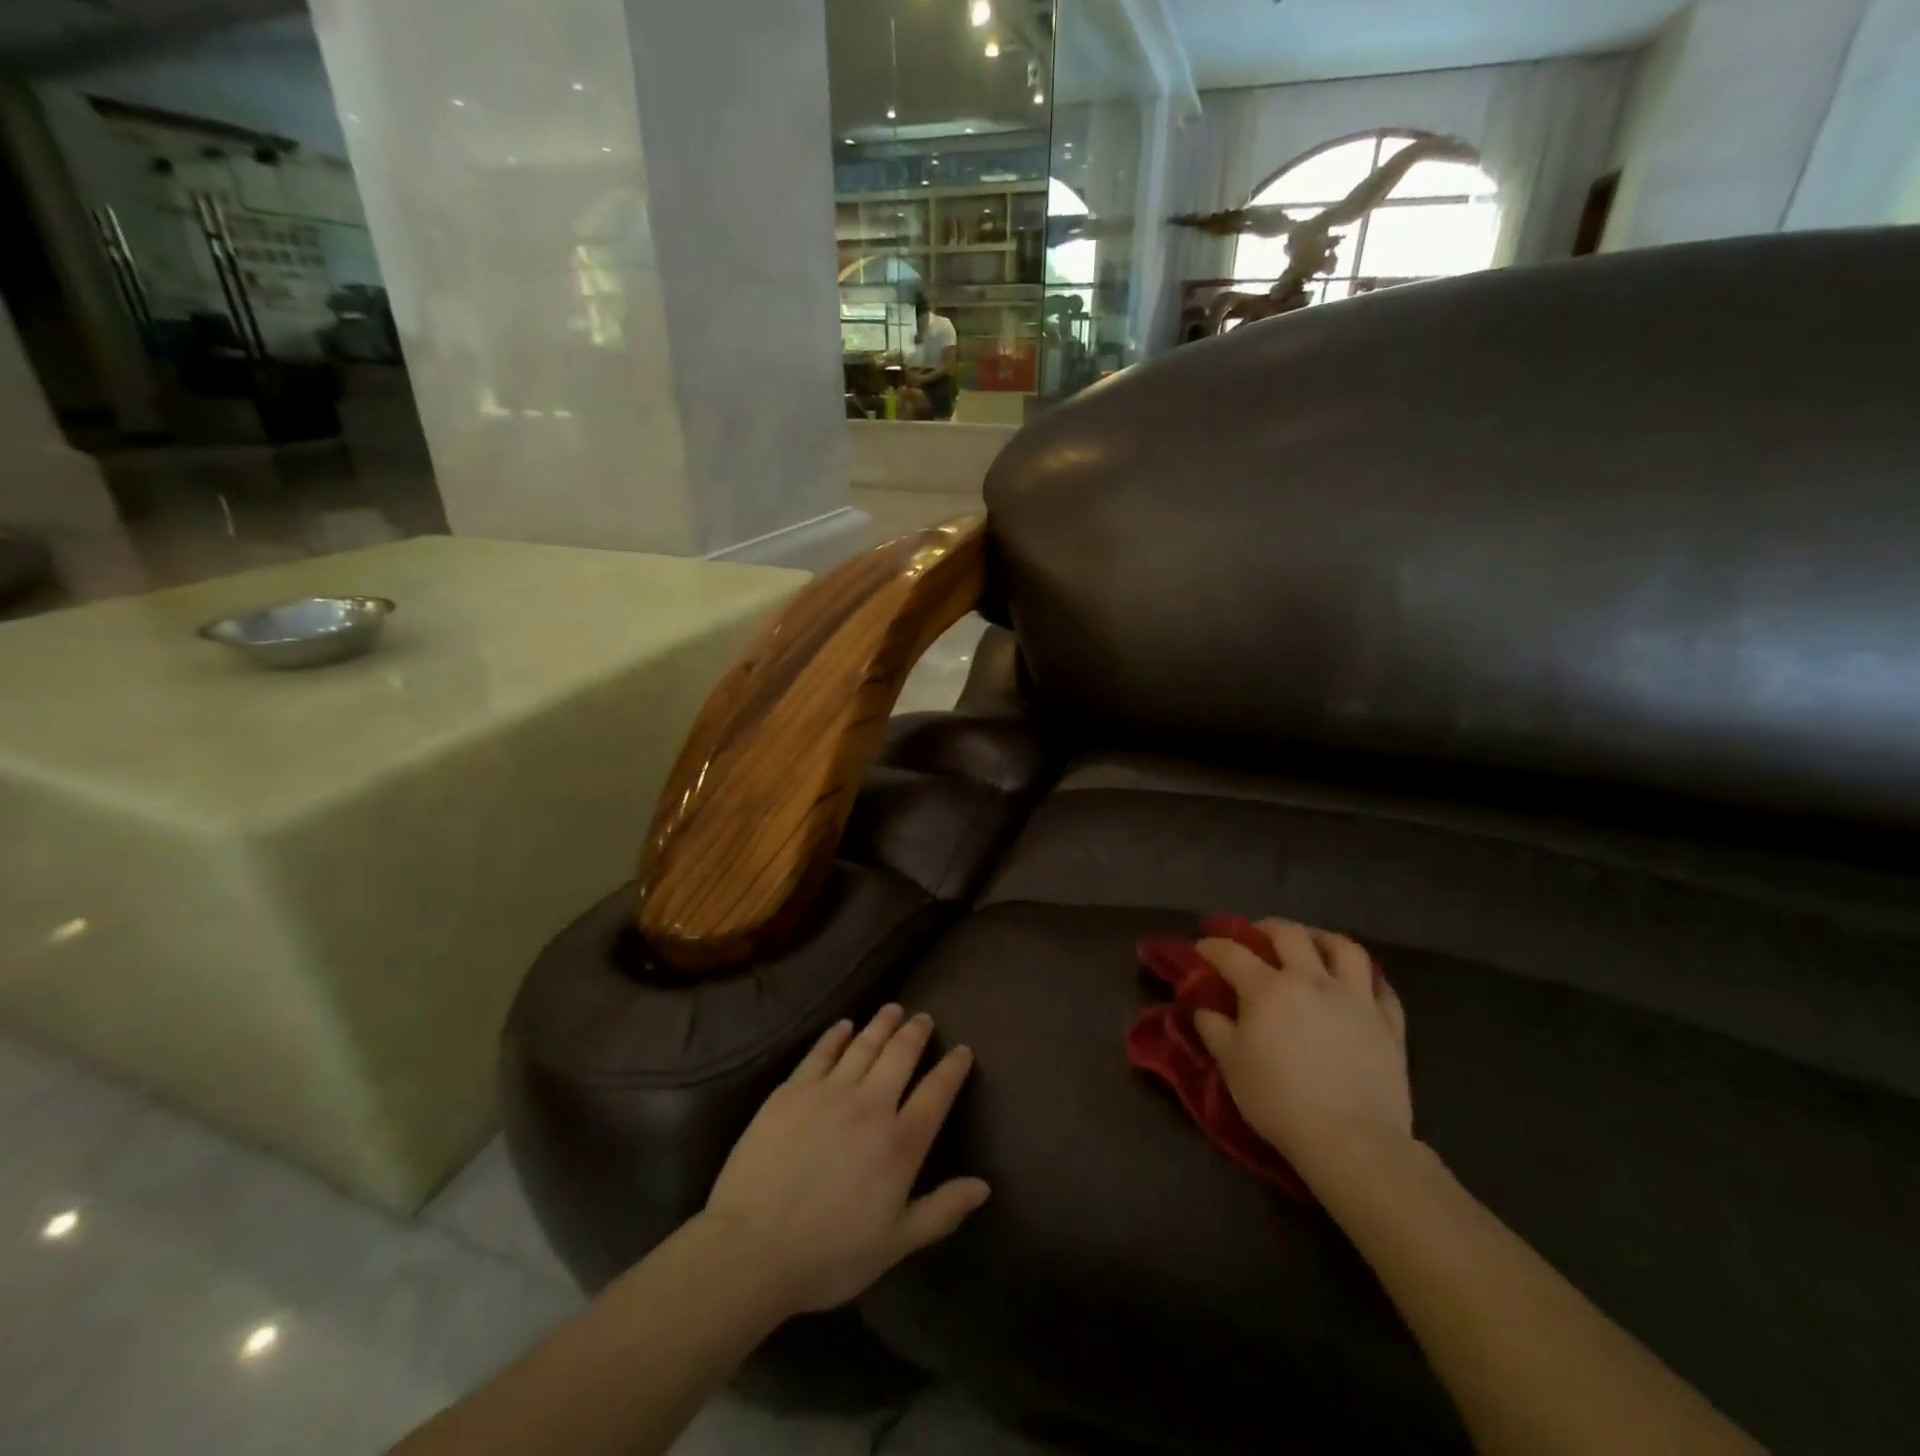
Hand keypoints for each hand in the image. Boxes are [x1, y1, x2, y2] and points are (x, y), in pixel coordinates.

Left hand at [701, 1005, 989, 1315]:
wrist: (751, 1249)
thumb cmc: (828, 1255)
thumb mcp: (895, 1244)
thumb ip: (941, 1211)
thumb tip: (984, 1186)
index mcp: (900, 1143)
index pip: (936, 1093)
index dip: (953, 1068)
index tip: (963, 1050)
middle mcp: (870, 1105)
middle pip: (900, 1056)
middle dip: (915, 1033)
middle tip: (924, 1017)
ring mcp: (829, 1092)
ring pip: (863, 1045)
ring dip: (881, 1024)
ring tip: (893, 1009)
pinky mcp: (792, 1090)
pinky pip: (821, 1052)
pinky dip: (836, 1035)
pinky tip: (844, 1025)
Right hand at [1194, 920, 1411, 1184]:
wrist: (1352, 1141)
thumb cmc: (1280, 1102)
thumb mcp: (1232, 1066)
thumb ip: (1214, 1029)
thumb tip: (1205, 1007)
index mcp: (1268, 989)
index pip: (1232, 953)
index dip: (1212, 946)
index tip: (1202, 946)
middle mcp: (1311, 981)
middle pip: (1289, 935)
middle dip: (1266, 928)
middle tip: (1257, 935)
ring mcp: (1355, 999)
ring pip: (1344, 948)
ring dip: (1323, 939)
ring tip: (1313, 945)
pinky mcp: (1388, 1024)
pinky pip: (1381, 988)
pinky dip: (1366, 979)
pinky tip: (1358, 985)